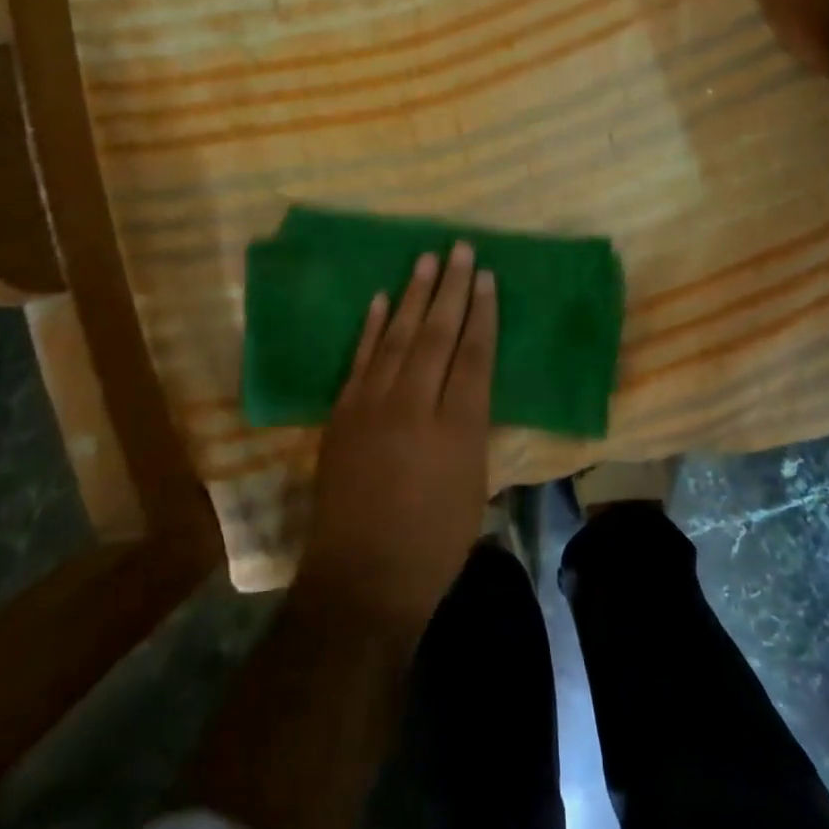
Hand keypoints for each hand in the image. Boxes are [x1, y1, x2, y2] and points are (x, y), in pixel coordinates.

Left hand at [296, 242, 496, 636]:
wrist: (361, 579)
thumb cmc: (433, 543)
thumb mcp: (475, 487)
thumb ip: (474, 429)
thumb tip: (470, 387)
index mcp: (457, 428)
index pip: (473, 355)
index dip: (481, 313)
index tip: (485, 277)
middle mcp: (414, 406)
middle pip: (436, 334)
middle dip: (450, 288)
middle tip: (459, 249)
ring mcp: (372, 406)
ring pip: (397, 336)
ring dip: (412, 295)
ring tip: (425, 260)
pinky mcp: (343, 413)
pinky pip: (360, 359)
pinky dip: (371, 327)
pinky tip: (380, 300)